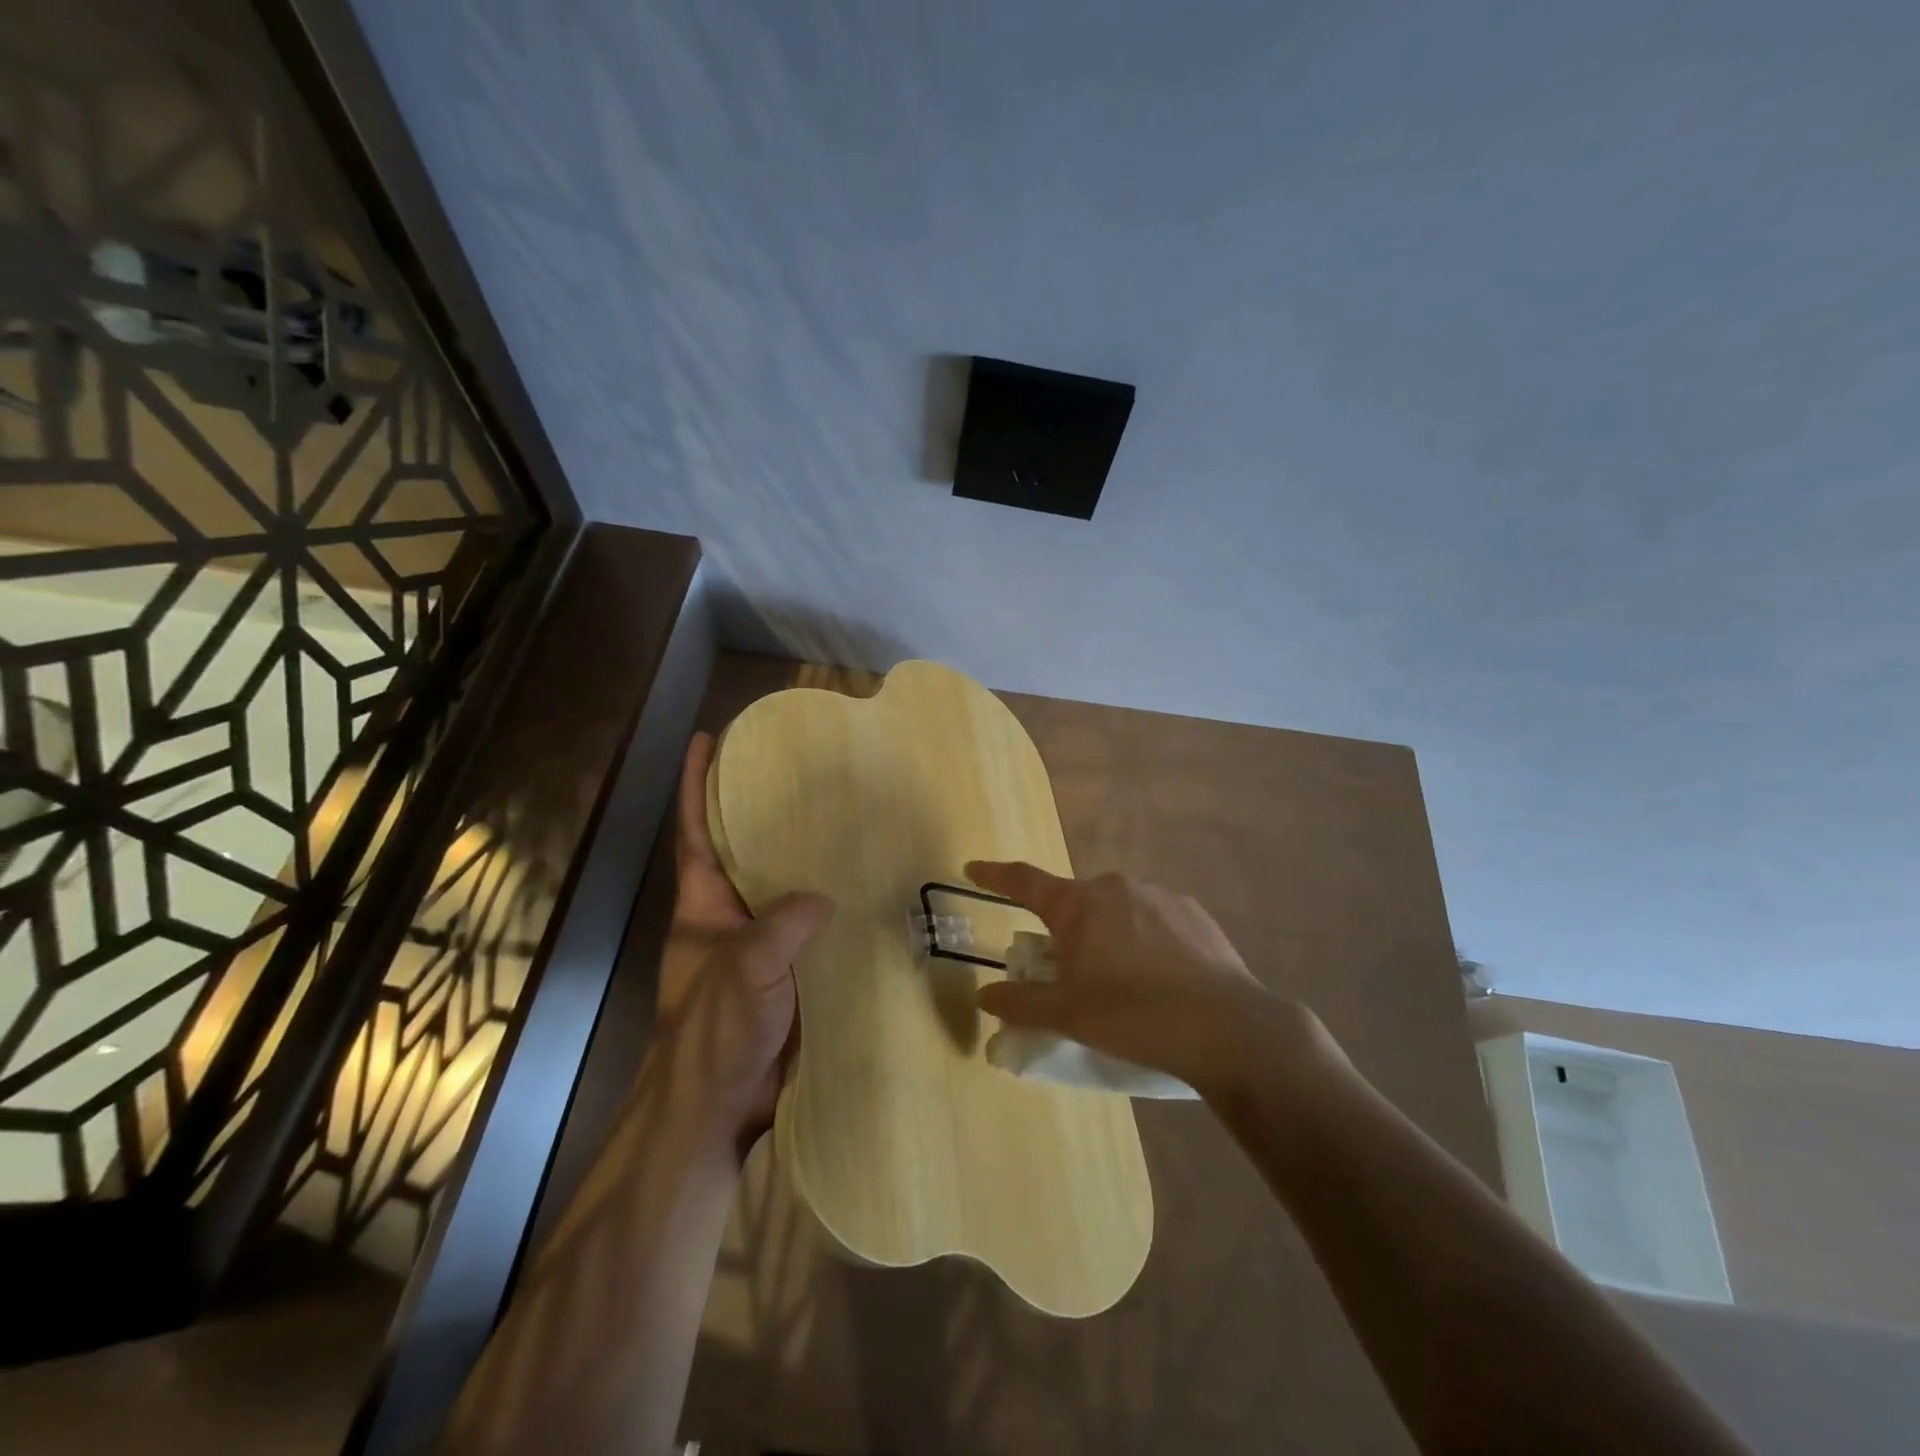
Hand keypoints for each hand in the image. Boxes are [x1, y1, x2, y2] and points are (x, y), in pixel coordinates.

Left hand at [656, 733, 831, 1149]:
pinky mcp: (786, 972)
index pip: (694, 831)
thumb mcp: (742, 971)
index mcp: (701, 906)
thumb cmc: (712, 1033)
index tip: (707, 741)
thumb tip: (823, 897)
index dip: (696, 785)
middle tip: (800, 772)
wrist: (717, 1109)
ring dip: (802, 856)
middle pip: (740, 850)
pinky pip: (808, 925)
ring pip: (780, 886)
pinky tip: (863, 889)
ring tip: (842, 818)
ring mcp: (756, 944)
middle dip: (759, 810)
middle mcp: (727, 916)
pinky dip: (829, 904)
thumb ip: (779, 927)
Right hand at [966, 861, 1326, 1098]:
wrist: (1227, 1028)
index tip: (973, 867)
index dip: (994, 875)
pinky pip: (1152, 919)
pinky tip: (1160, 978)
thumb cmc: (1133, 1017)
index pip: (1024, 881)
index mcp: (1078, 905)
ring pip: (1115, 911)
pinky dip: (1143, 940)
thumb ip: (1020, 1004)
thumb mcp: (1068, 1016)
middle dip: (1063, 932)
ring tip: (1122, 984)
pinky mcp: (1192, 911)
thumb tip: (984, 996)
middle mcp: (1115, 887)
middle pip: (1074, 904)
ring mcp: (1158, 894)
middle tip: (1069, 975)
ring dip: (1106, 936)